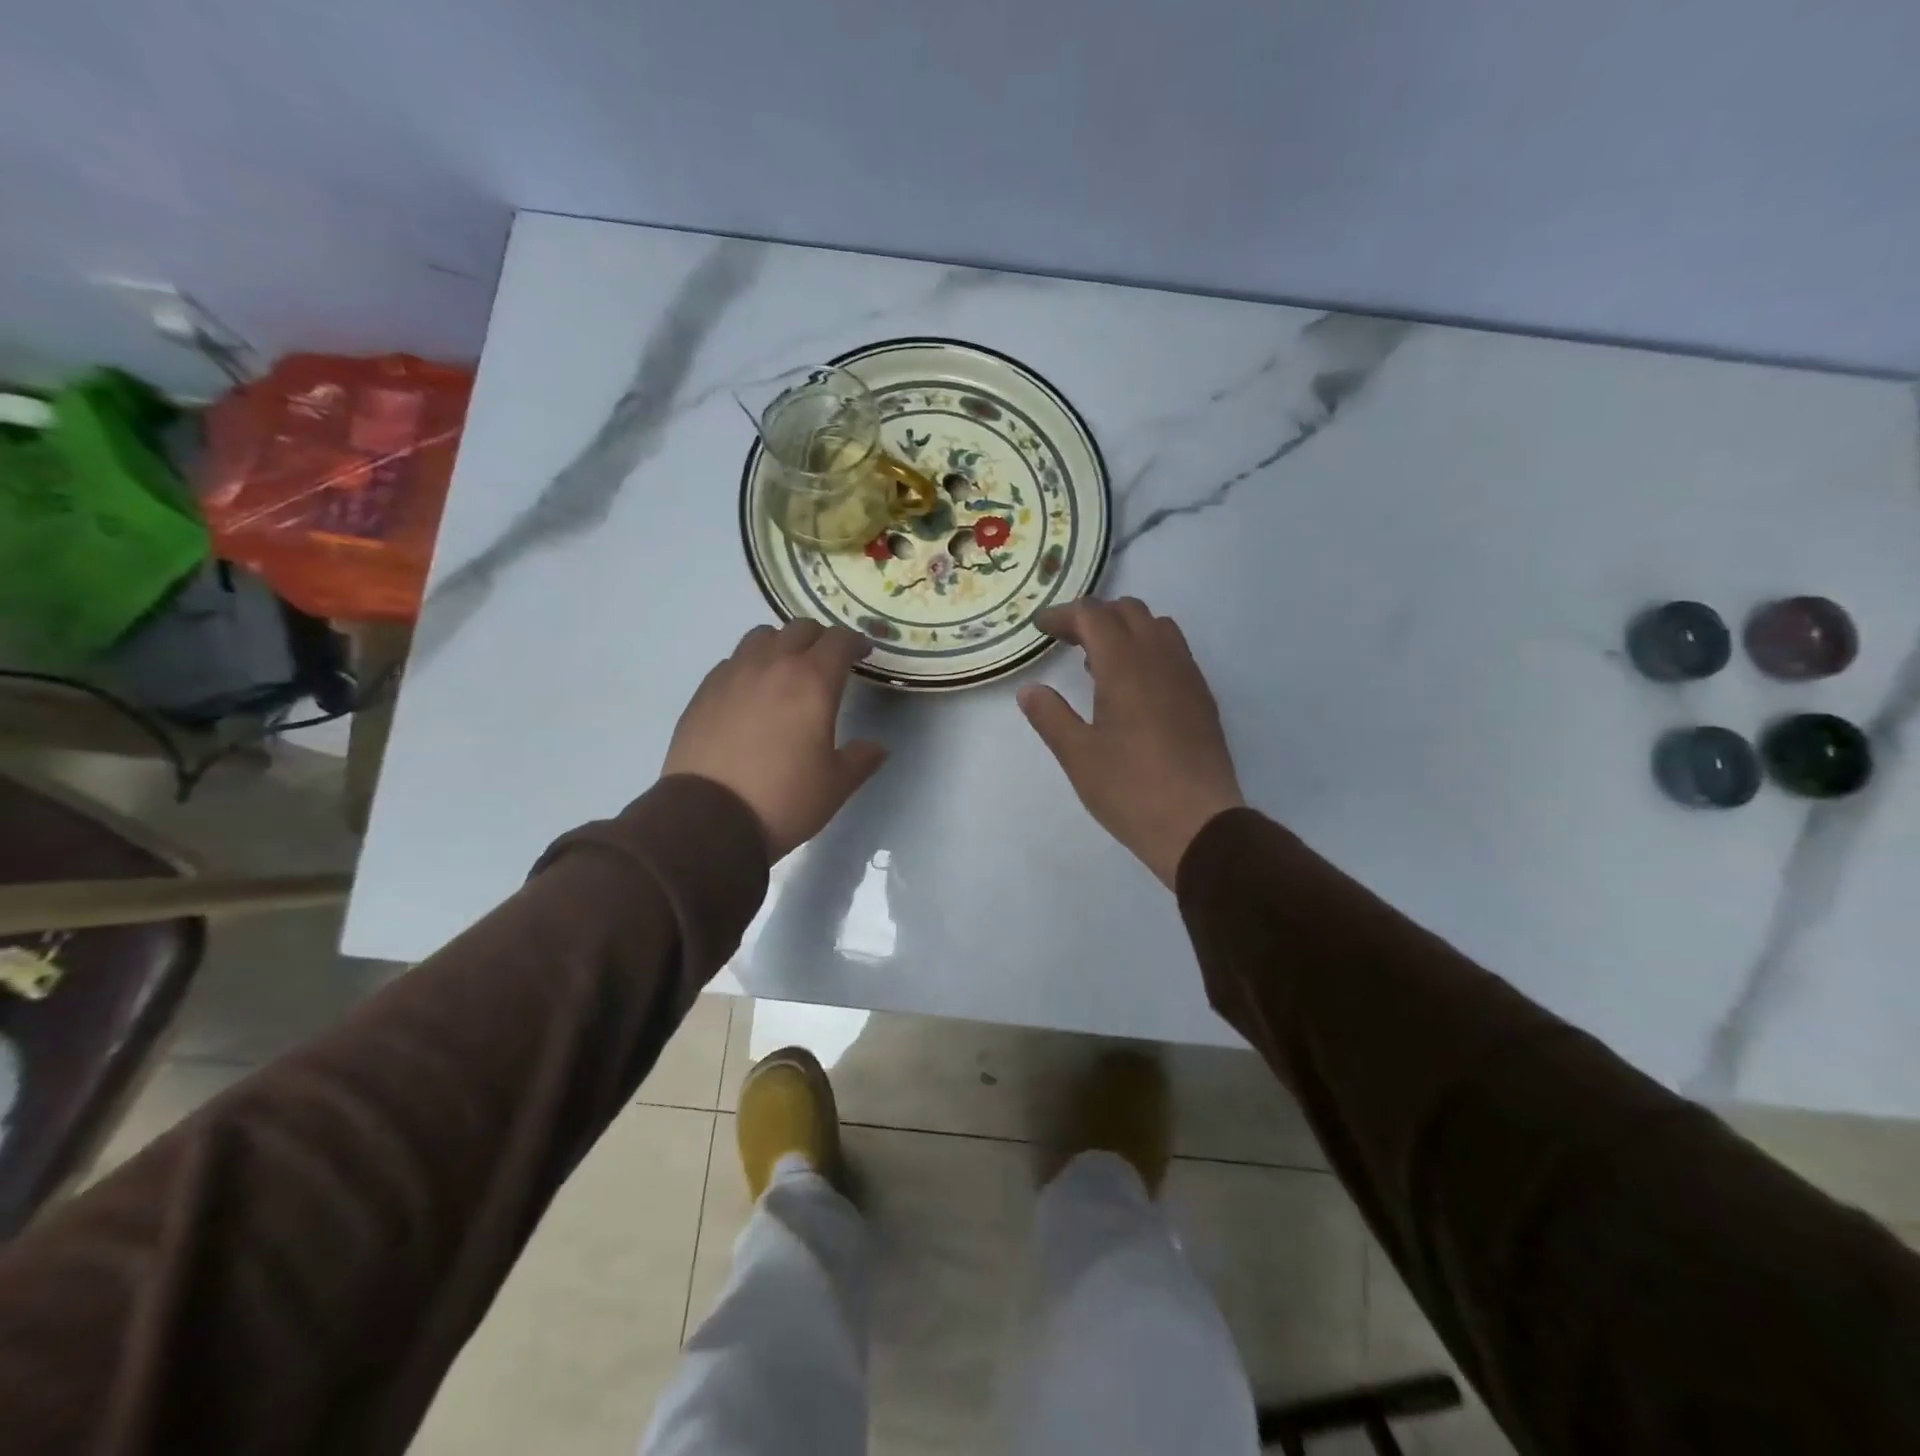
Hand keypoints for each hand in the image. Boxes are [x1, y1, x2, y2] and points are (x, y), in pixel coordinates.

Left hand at [663, 621, 888, 859]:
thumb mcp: (836, 785)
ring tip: (787, 669)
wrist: (708, 819)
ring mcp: (733, 674)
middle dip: (821, 639)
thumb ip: (861, 758)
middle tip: (829, 662)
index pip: (839, 640)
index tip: (863, 652)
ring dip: (782, 644)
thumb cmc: (784, 799)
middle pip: (800, 629)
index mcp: (813, 681)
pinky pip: (733, 661)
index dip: (856, 642)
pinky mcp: (704, 691)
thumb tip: (877, 746)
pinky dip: (750, 665)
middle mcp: (772, 665)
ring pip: (762, 636)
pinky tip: (752, 692)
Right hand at [1018, 598, 1244, 888]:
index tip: (1041, 628)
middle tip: (1068, 642)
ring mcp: (1188, 677)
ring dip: (1126, 630)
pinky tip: (1135, 691)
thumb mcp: (1077, 755)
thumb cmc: (1130, 789)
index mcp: (1125, 665)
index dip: (1064, 615)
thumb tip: (1030, 690)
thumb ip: (1050, 716)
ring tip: (1100, 664)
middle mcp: (1161, 659)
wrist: (1198, 825)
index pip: (1094, 616)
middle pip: (1129, 611)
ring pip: (1158, 628)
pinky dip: (1149, 651)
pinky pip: (1175, 653)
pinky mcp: (1203, 699)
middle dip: (1095, 617)